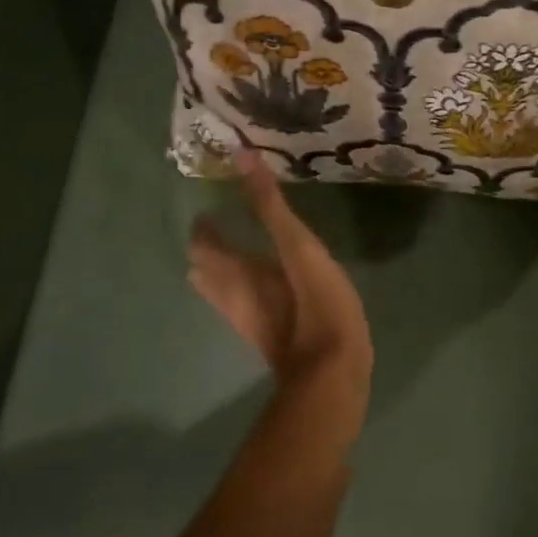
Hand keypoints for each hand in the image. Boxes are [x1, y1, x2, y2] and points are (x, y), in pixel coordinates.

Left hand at [187, 149, 373, 399]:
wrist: (333, 378)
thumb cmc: (317, 309)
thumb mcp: (299, 251)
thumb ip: (271, 207)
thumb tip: (243, 157)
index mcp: (236, 275)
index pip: (204, 246)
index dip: (204, 227)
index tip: (212, 206)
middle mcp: (235, 299)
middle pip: (207, 273)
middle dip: (210, 249)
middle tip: (225, 224)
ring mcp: (253, 322)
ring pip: (225, 293)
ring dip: (227, 270)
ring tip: (244, 249)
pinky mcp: (274, 337)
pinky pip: (247, 305)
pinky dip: (248, 288)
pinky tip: (272, 285)